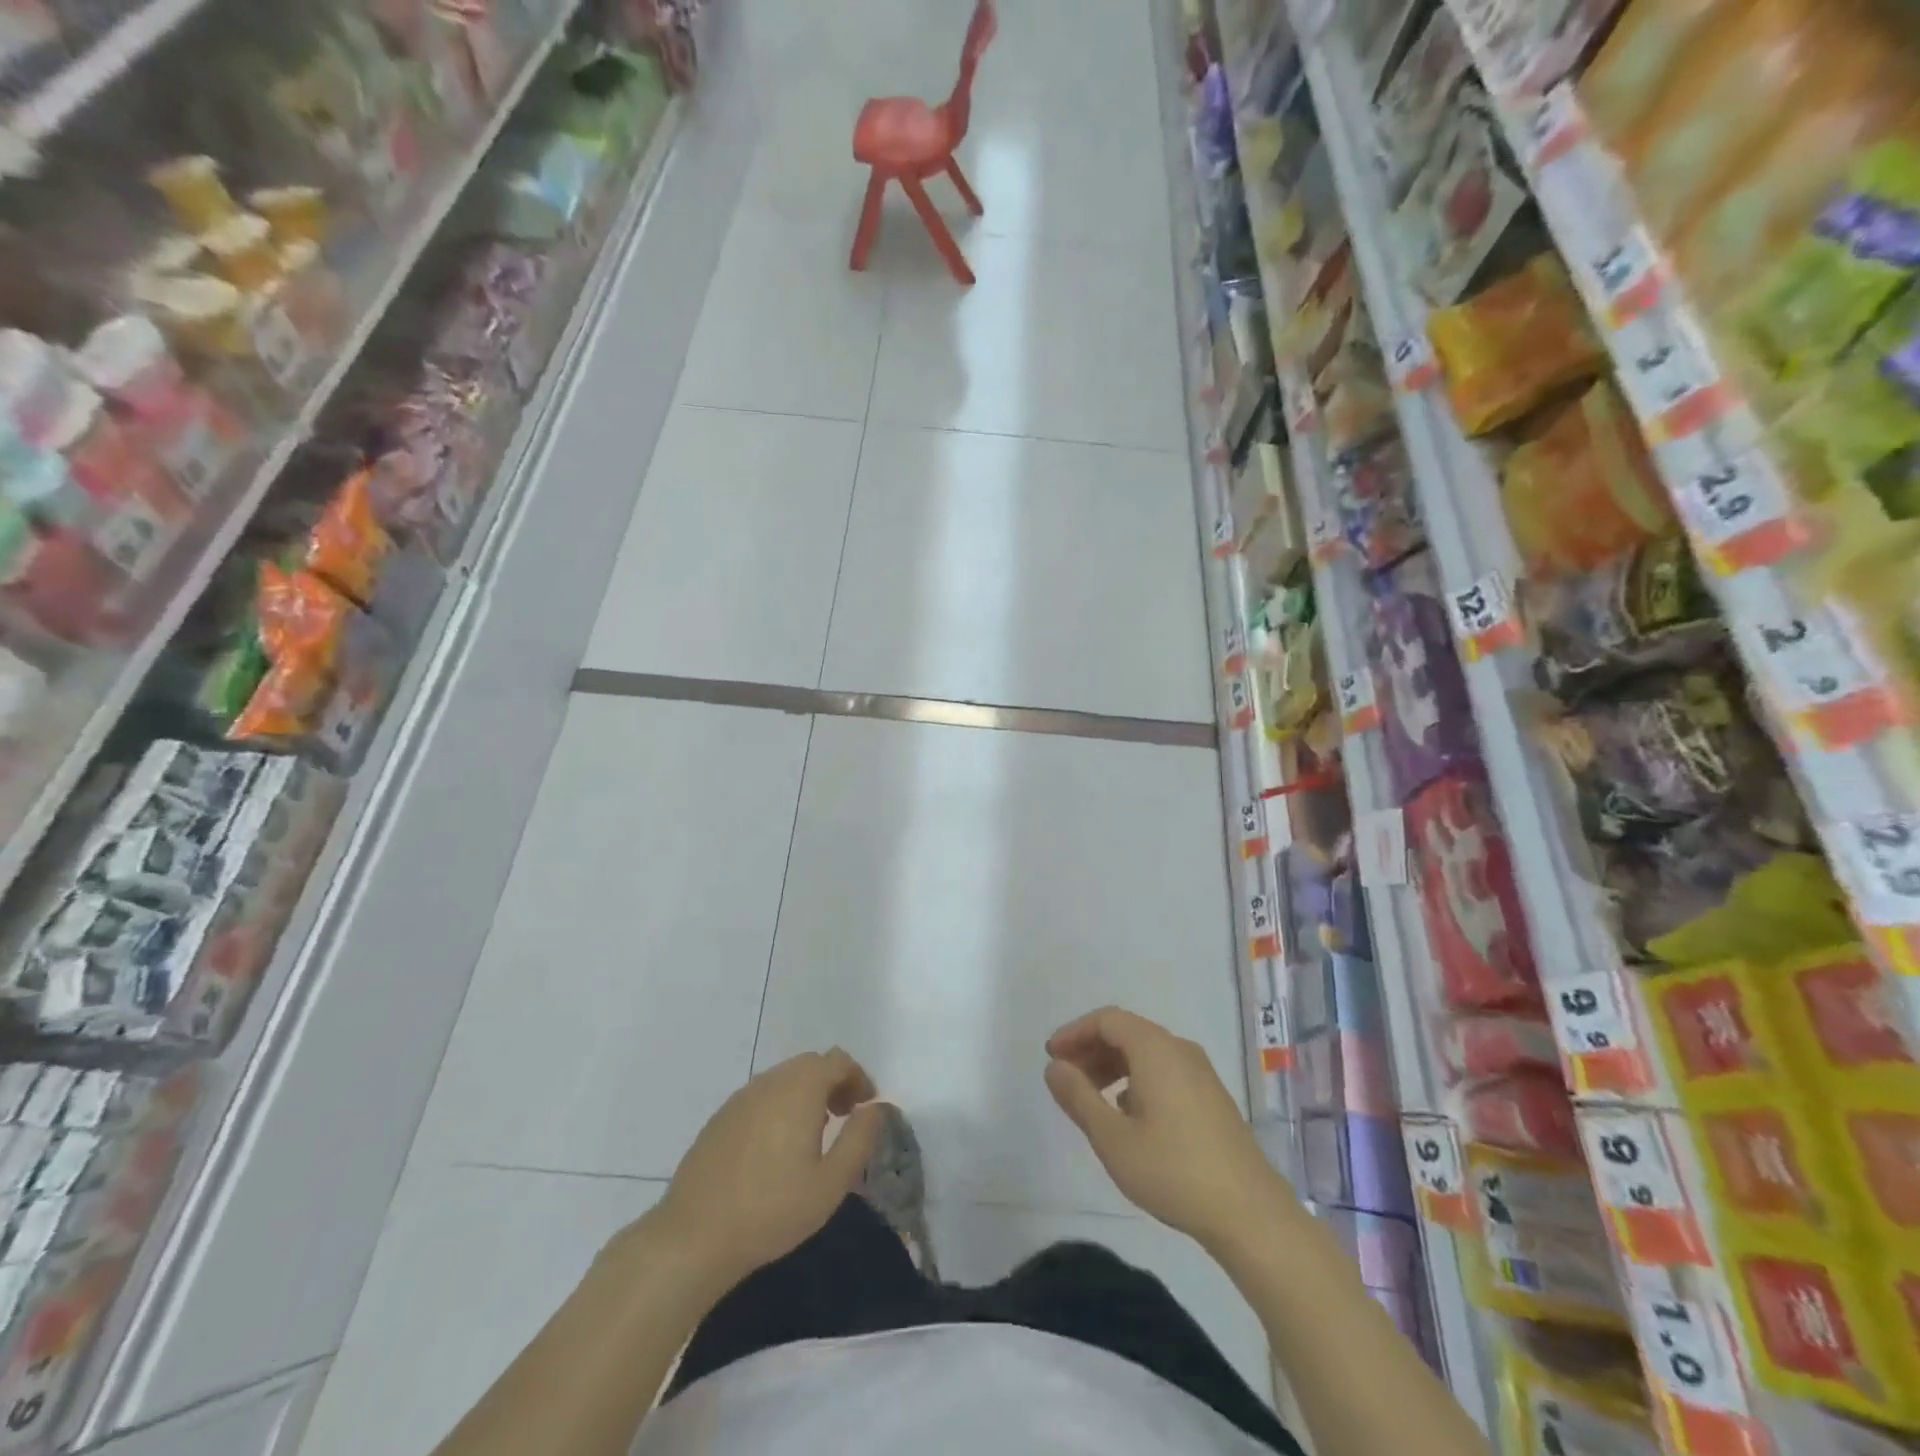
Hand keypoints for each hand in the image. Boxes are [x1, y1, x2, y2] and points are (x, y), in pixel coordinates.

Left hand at [650, 1049, 884, 1292]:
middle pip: (810, 1064)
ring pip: (784, 1078)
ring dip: (806, 1094)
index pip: (838, 1061)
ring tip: (812, 1135)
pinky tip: (775, 1148)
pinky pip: (761, 1096)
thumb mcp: (831, 1182)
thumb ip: (860, 1138)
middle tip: (842, 1118)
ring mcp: (741, 1097)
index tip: (865, 1108)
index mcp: (800, 1089)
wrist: (694, 1237)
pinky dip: (779, 1106)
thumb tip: (877, 1107)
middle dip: (833, 1083)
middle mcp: (770, 1081)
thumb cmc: (772, 1210)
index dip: (858, 1078)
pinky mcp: (720, 1117)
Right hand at [1045, 1007, 1288, 1256]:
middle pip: (1127, 1031)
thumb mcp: (1112, 1138)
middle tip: (1066, 1077)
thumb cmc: (1173, 1171)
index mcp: (1155, 1049)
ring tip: (1091, 1097)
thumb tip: (1054, 1067)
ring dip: (1113, 1065)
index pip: (1107, 1019)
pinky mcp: (1211, 1096)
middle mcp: (1179, 1049)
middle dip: (1091, 1049)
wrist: (1250, 1213)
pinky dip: (1136, 1078)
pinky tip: (1128, 1113)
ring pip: (1146, 1052)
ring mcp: (1200, 1072)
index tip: (1051, 1057)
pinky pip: (1164, 1069)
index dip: (1074, 1032)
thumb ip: (1078, 1097)